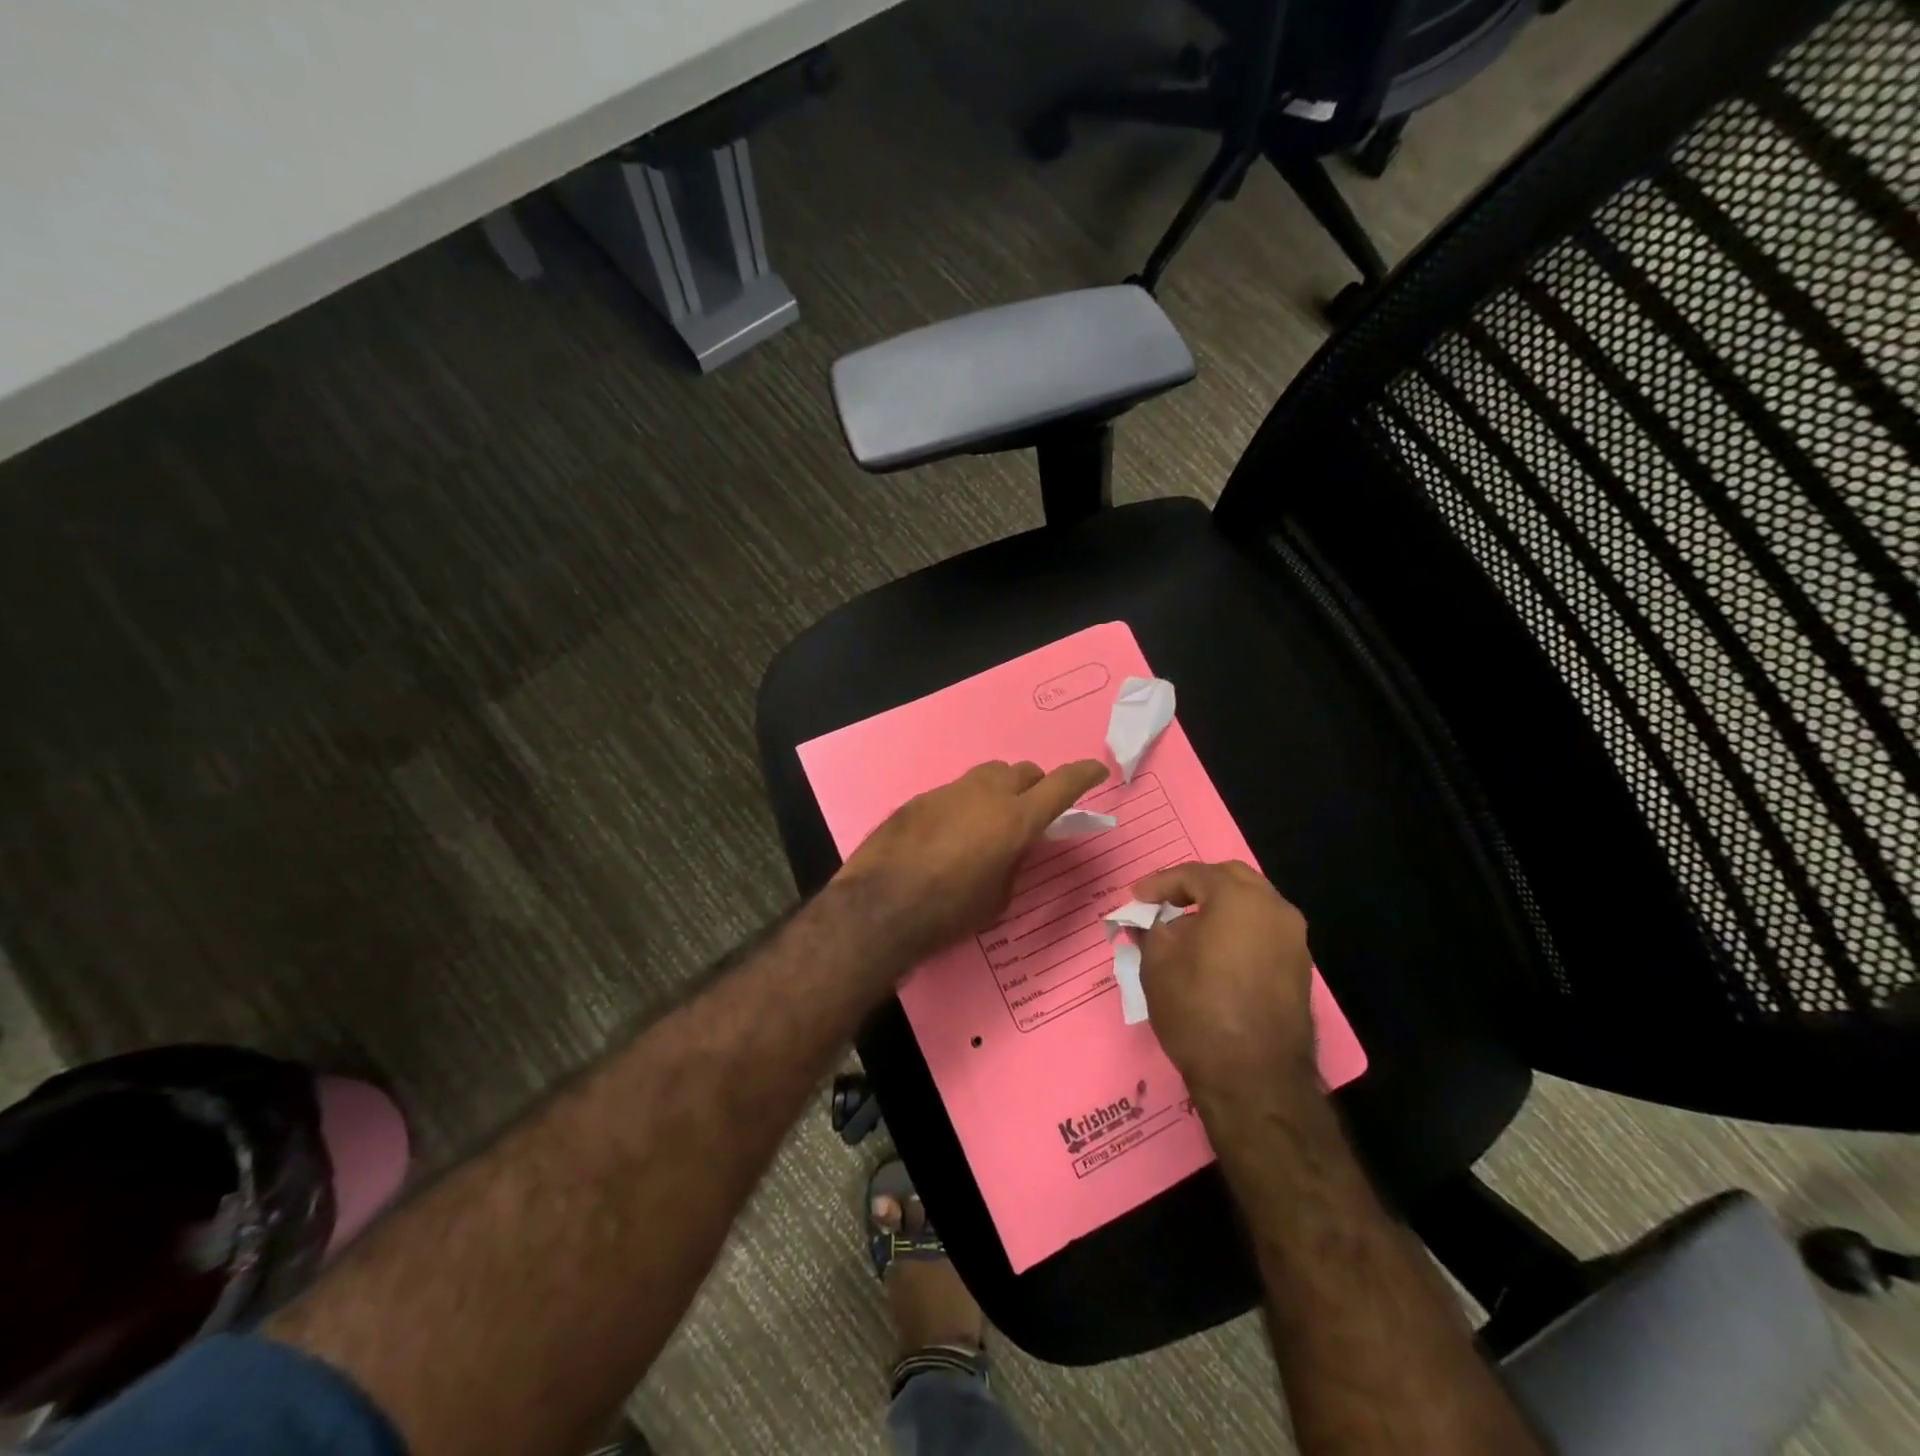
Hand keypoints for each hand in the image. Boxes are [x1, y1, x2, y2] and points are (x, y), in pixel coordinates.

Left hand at [838, 759, 1109, 960]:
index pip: (1061, 785)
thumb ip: (1014, 862)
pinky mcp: (921, 798)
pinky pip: (956, 792)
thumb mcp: (998, 898)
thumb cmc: (948, 912)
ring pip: (987, 776)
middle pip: (1023, 772)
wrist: (880, 906)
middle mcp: (986, 794)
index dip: (1083, 775)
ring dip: (1000, 791)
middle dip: (1035, 787)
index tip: (1096, 772)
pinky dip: (966, 804)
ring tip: (991, 821)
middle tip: (1032, 813)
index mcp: (1015, 819)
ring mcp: (950, 791)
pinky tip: (951, 834)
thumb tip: (1012, 847)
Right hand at [1132, 861, 1317, 1100]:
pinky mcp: (1300, 970)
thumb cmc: (1198, 1009)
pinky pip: (1263, 933)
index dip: (1159, 884)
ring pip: (1252, 906)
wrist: (1254, 1079)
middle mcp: (1275, 909)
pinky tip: (1213, 955)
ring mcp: (1294, 941)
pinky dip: (1237, 932)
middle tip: (1165, 903)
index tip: (1136, 898)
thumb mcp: (1157, 963)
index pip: (1194, 874)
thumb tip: (1149, 921)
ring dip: (1219, 909)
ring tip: (1185, 931)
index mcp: (1239, 898)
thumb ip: (1150, 929)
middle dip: (1195, 886)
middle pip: (1231, 880)